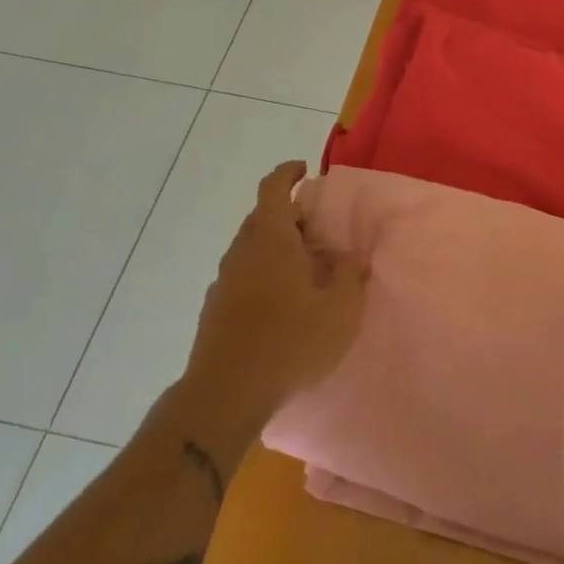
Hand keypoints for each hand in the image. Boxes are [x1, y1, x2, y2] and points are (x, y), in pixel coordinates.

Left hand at [177, 162, 366, 445]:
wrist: (225, 393)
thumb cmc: (290, 342)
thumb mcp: (339, 310)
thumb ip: (347, 275)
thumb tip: (347, 255)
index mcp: (271, 239)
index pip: (274, 188)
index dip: (288, 173)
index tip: (305, 170)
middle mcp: (242, 250)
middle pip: (262, 217)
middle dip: (290, 216)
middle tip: (318, 230)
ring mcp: (224, 280)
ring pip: (251, 247)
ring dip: (276, 246)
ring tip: (304, 267)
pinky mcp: (215, 308)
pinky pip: (243, 274)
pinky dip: (263, 272)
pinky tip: (281, 301)